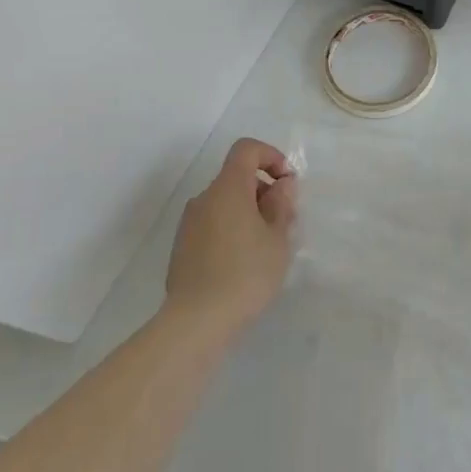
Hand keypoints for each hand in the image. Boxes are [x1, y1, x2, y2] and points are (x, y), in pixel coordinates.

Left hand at [164, 138, 297, 340]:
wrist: (196, 321)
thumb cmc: (246, 274)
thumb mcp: (278, 239)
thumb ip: (282, 205)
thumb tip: (281, 185)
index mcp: (228, 188)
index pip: (246, 150)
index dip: (270, 156)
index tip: (287, 183)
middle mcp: (204, 198)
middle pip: (236, 177)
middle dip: (264, 191)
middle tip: (284, 223)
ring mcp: (189, 223)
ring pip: (225, 203)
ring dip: (248, 212)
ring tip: (266, 247)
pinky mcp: (182, 247)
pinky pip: (213, 224)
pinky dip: (232, 230)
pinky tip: (244, 263)